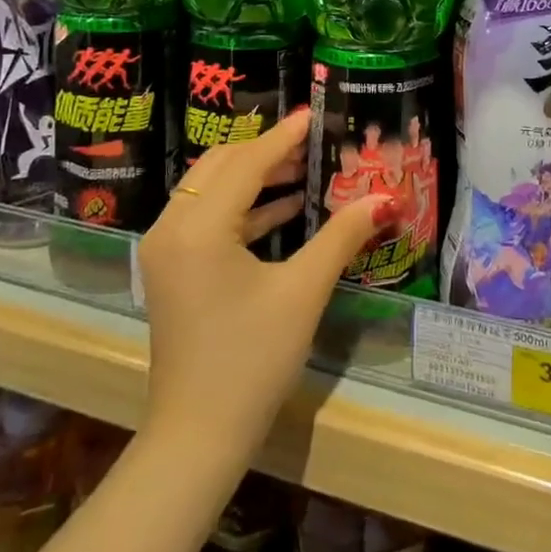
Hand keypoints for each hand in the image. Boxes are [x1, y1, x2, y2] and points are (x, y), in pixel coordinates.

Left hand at [138, 108, 391, 458]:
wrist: (198, 437)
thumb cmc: (251, 361)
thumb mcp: (302, 292)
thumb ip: (341, 236)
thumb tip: (385, 198)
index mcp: (199, 226)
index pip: (245, 162)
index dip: (283, 137)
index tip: (313, 114)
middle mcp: (172, 226)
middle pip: (221, 166)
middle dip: (267, 152)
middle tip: (312, 143)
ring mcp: (165, 249)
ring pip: (210, 189)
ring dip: (255, 178)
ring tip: (304, 170)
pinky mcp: (170, 269)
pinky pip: (205, 217)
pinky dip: (243, 209)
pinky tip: (286, 210)